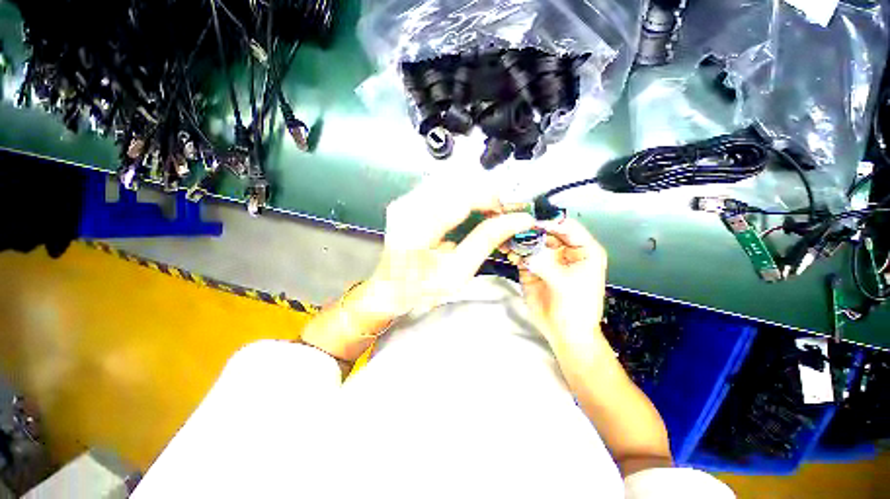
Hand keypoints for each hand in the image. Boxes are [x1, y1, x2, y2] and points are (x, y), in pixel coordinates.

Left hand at [368, 173, 535, 316]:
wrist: (391, 288)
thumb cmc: (422, 289)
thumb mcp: (458, 273)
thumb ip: (486, 241)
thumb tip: (517, 220)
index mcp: (417, 229)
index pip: (462, 197)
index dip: (492, 198)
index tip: (511, 209)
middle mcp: (407, 207)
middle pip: (457, 182)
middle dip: (486, 193)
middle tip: (502, 211)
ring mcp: (405, 200)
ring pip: (451, 180)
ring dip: (475, 192)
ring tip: (489, 210)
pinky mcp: (408, 199)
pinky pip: (442, 185)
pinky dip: (462, 193)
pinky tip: (471, 208)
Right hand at [511, 218, 607, 350]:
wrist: (564, 333)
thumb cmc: (576, 309)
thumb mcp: (564, 284)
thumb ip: (545, 264)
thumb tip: (525, 250)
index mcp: (582, 250)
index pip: (567, 227)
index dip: (550, 222)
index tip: (530, 221)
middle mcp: (564, 250)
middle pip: (546, 231)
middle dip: (529, 229)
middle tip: (512, 226)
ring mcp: (547, 258)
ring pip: (532, 241)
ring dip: (519, 239)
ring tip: (506, 238)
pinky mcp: (532, 267)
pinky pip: (522, 254)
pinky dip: (514, 251)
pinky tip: (507, 252)